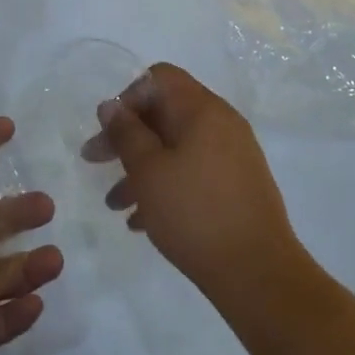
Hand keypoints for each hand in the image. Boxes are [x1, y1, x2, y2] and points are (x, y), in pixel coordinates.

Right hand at [92, 63, 303, 302]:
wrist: (260, 276)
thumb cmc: (196, 214)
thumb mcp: (148, 171)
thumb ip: (126, 133)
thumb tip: (111, 105)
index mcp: (202, 109)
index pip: (159, 78)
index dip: (128, 96)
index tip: (107, 129)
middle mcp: (221, 123)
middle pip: (165, 113)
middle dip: (127, 136)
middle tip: (94, 162)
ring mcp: (233, 155)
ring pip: (177, 147)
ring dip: (143, 167)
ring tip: (114, 204)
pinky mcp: (238, 186)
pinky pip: (194, 172)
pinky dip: (167, 185)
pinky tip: (142, 220)